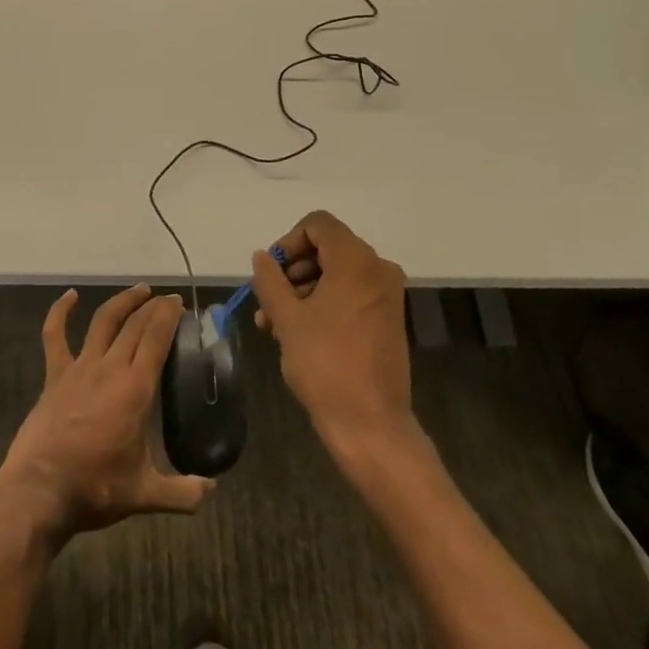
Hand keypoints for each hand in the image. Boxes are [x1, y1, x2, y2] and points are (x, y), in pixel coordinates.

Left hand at [0, 284, 214, 539]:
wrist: (40, 491)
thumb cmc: (95, 489)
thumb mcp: (145, 494)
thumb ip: (183, 493)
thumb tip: (212, 490)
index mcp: (135, 389)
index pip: (156, 338)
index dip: (168, 315)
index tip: (178, 303)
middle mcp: (109, 368)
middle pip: (134, 324)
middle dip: (153, 307)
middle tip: (167, 299)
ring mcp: (79, 368)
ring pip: (103, 321)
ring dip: (122, 301)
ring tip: (138, 290)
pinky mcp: (54, 375)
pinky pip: (55, 336)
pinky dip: (61, 312)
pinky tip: (70, 296)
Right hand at [251, 211, 411, 448]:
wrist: (370, 424)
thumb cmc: (325, 364)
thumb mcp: (287, 318)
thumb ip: (270, 280)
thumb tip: (262, 257)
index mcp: (356, 261)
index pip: (318, 225)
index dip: (288, 241)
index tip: (270, 272)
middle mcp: (377, 269)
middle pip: (326, 249)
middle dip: (290, 271)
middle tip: (266, 301)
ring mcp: (385, 295)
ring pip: (334, 275)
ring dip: (301, 292)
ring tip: (271, 324)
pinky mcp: (385, 319)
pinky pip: (348, 295)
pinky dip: (322, 304)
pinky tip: (294, 333)